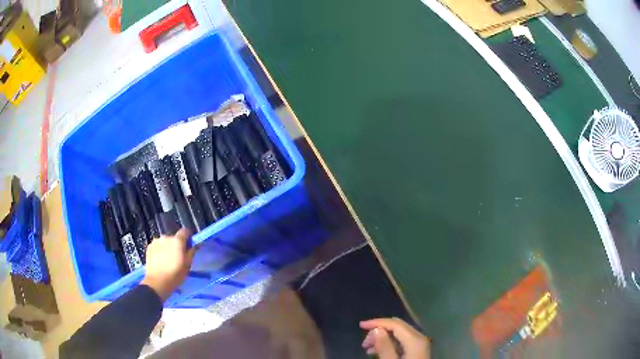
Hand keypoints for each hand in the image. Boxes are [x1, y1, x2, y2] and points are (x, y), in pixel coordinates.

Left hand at [141, 228, 194, 300]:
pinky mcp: (149, 247)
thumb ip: (191, 252)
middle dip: (177, 245)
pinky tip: (160, 260)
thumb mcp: (188, 265)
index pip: (185, 231)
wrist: (157, 282)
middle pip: (174, 238)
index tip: (189, 245)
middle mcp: (166, 237)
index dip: (188, 237)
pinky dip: (160, 250)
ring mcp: (156, 241)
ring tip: (167, 259)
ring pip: (165, 242)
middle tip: (178, 256)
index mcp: (177, 240)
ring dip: (167, 247)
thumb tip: (194, 245)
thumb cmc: (175, 274)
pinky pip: (157, 246)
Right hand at [360, 317, 430, 358]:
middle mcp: (420, 338)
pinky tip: (379, 351)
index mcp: (415, 340)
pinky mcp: (417, 350)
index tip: (360, 326)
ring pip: (399, 333)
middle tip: (364, 343)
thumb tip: (377, 329)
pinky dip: (389, 343)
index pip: (395, 324)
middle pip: (398, 326)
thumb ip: (385, 347)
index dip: (377, 322)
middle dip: (379, 330)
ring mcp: (420, 344)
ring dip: (383, 337)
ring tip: (368, 349)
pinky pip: (402, 341)